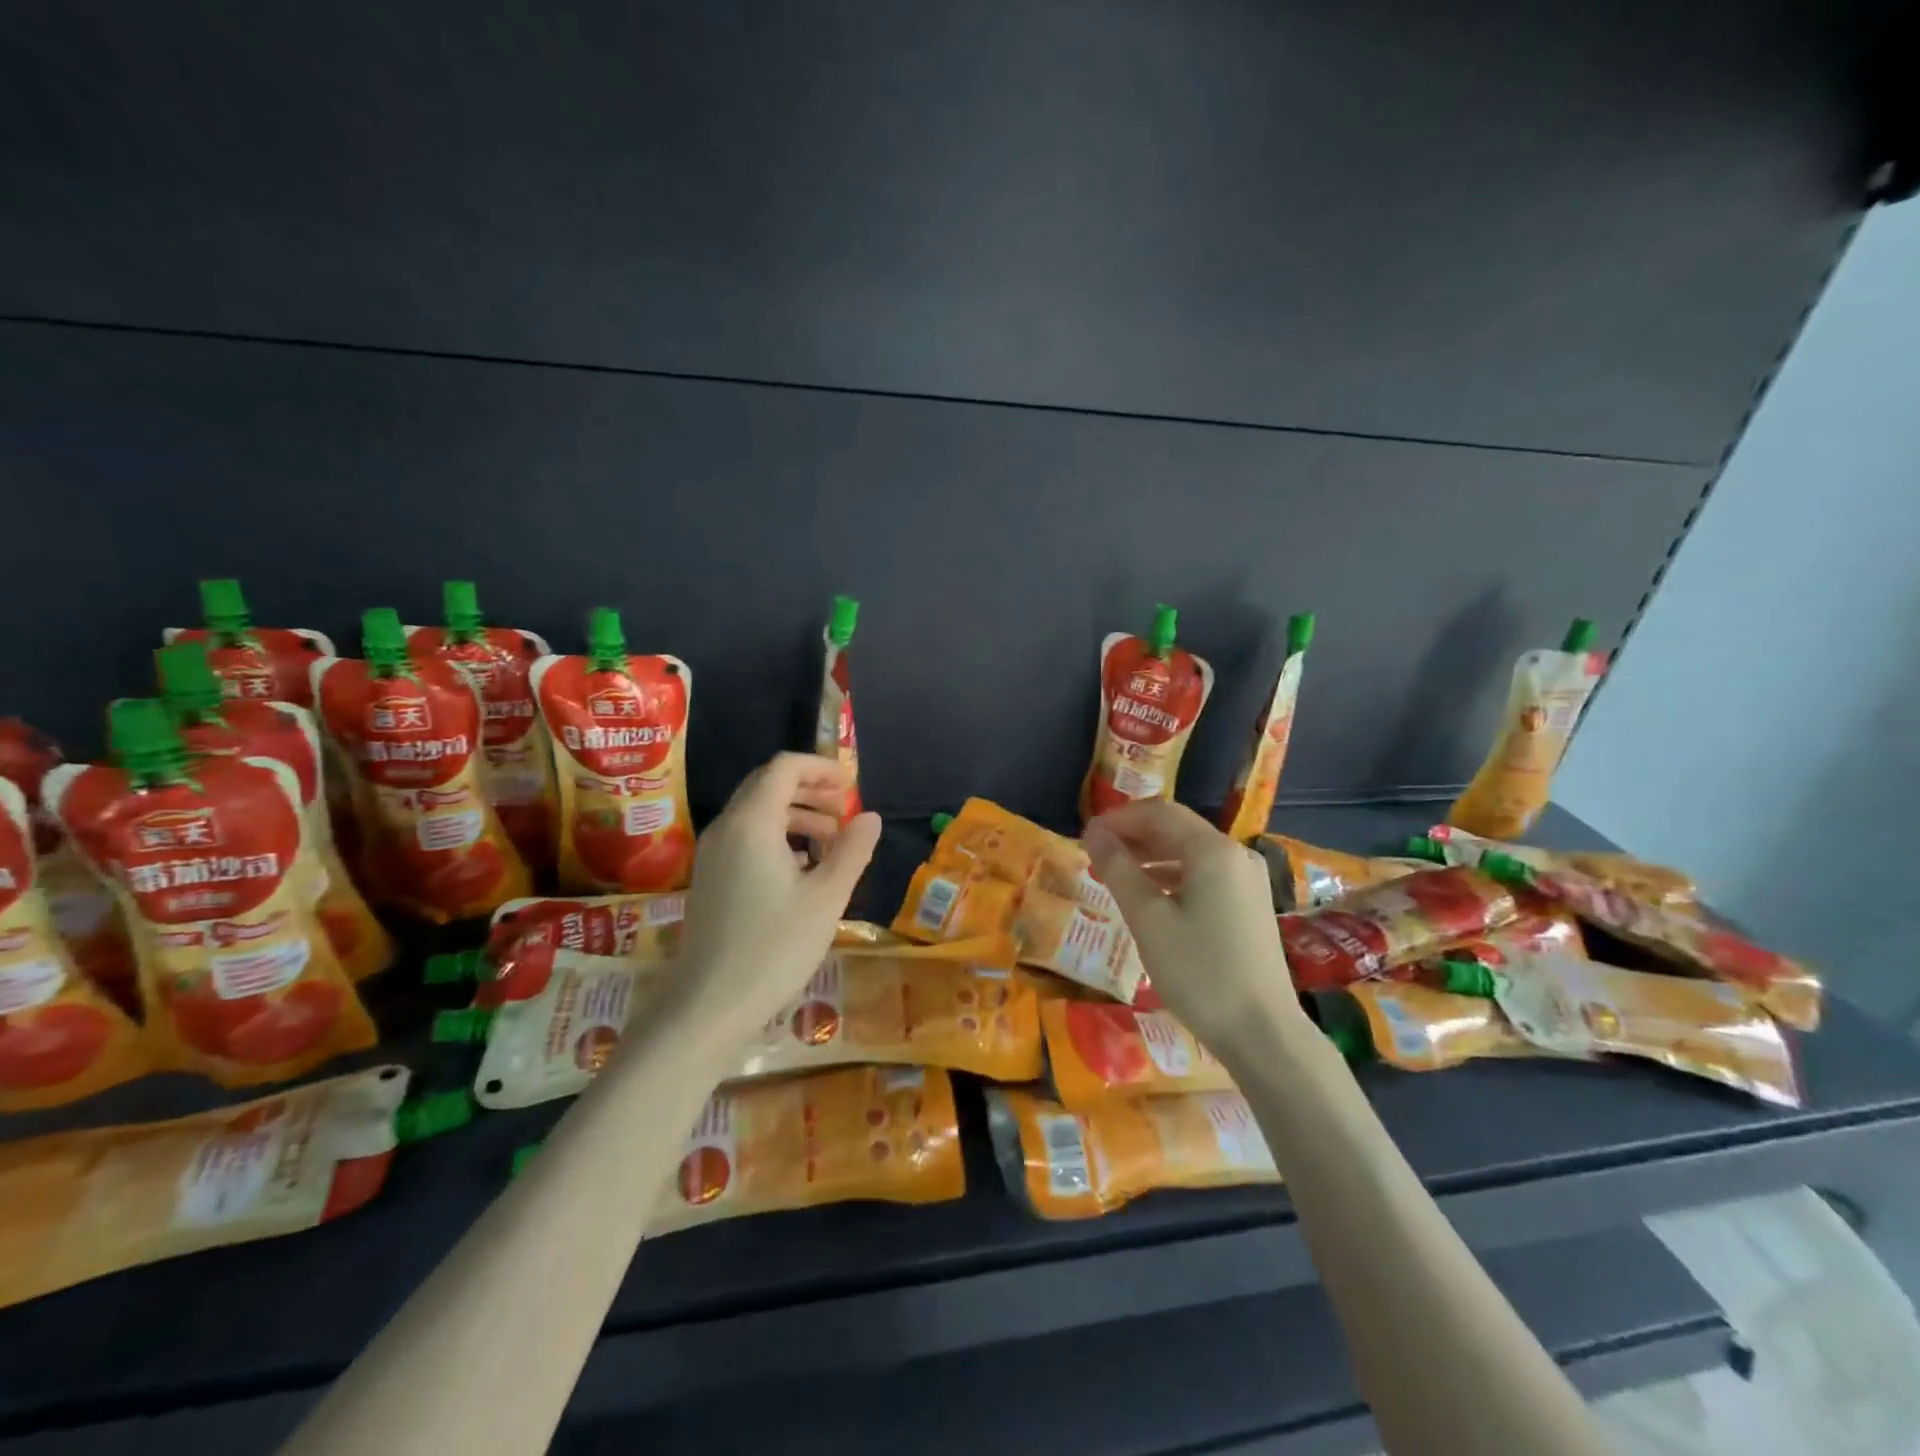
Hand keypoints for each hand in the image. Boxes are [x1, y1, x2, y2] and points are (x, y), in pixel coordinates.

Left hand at [671, 753, 881, 1048]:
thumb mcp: (826, 898)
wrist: (708, 1007)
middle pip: (768, 785)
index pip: (784, 768)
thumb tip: (871, 817)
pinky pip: (746, 837)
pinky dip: (777, 836)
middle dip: (810, 789)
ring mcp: (713, 854)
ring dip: (796, 814)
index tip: (852, 788)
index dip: (820, 768)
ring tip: (833, 840)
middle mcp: (726, 828)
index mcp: (752, 823)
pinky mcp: (710, 878)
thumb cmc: (773, 948)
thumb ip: (852, 851)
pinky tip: (803, 868)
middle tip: (846, 810)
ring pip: (757, 812)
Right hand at [1084, 800, 1307, 1054]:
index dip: (1119, 819)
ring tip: (1114, 874)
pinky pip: (1204, 875)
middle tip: (1094, 854)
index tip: (1085, 837)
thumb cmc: (1199, 973)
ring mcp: (1247, 880)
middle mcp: (1235, 855)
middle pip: (1177, 829)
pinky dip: (1172, 876)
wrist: (1263, 1033)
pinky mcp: (1250, 904)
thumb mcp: (1148, 919)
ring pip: (1190, 852)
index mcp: (1213, 851)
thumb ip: (1118, 870)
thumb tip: (1093, 833)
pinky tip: (1149, 896)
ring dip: (1150, 856)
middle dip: (1133, 836)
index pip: (1159, 813)